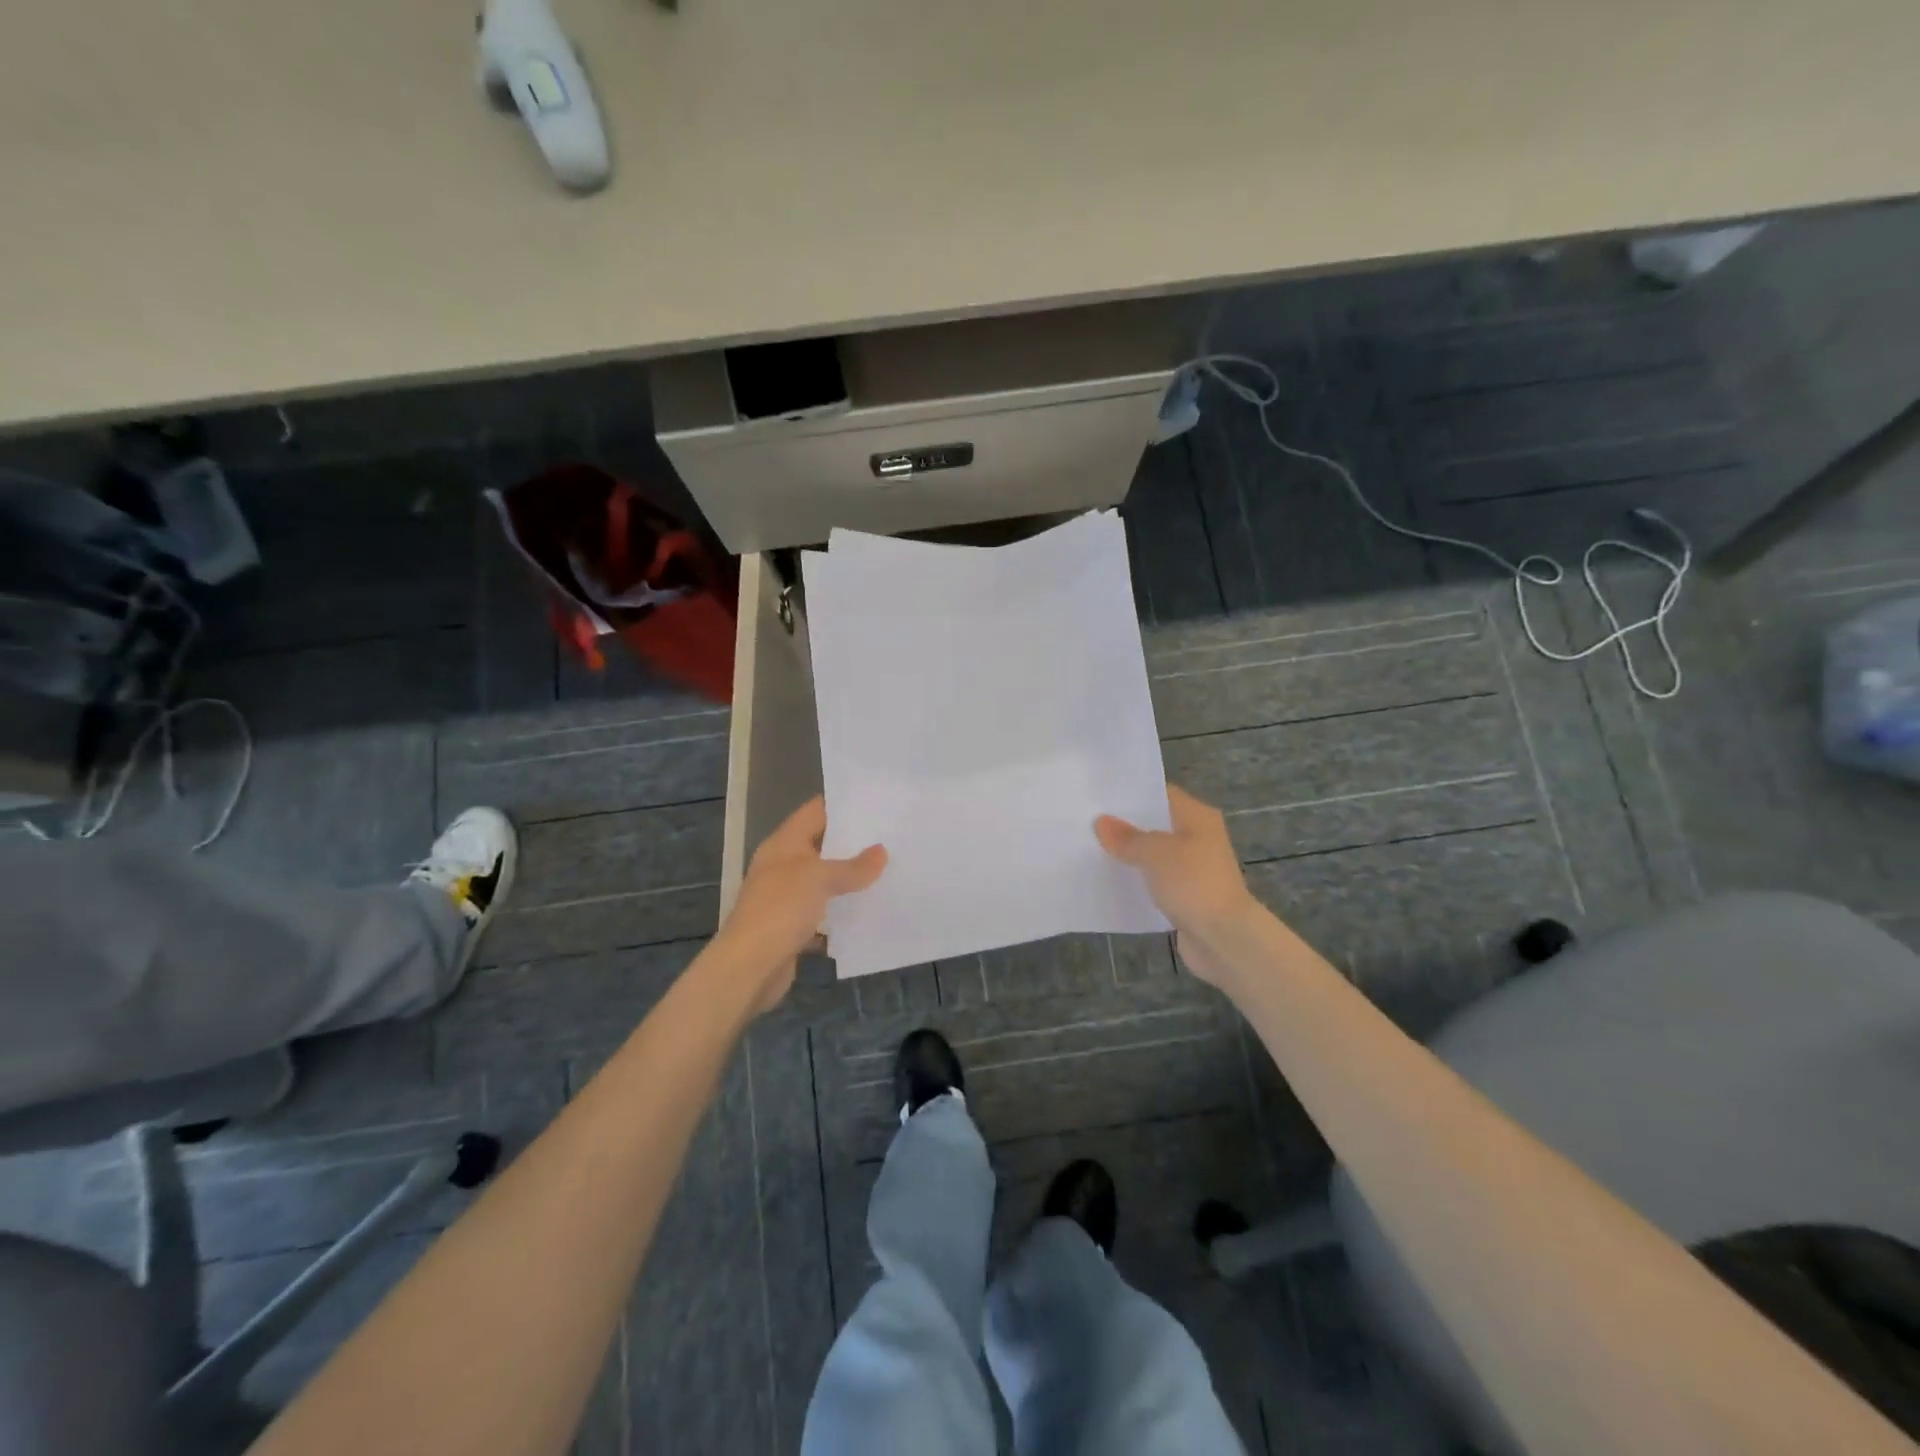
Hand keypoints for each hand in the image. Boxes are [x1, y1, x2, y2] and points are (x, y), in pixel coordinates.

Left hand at [714, 796, 885, 1013]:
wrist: (749, 968)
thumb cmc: (780, 909)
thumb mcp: (820, 879)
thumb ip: (853, 866)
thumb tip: (881, 852)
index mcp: (784, 844)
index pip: (815, 811)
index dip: (842, 804)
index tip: (876, 801)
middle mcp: (783, 866)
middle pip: (821, 846)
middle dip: (853, 843)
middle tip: (892, 836)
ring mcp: (786, 898)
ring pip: (824, 882)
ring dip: (850, 879)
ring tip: (889, 870)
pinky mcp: (792, 928)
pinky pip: (824, 914)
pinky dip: (842, 914)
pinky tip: (871, 912)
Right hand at [1095, 785, 1256, 988]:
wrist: (1224, 938)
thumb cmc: (1193, 883)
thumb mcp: (1154, 853)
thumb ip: (1127, 837)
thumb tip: (1101, 822)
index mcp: (1198, 817)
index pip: (1160, 794)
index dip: (1131, 794)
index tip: (1099, 796)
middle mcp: (1199, 838)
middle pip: (1157, 824)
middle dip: (1125, 825)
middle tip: (1088, 821)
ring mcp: (1194, 868)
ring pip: (1155, 855)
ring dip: (1130, 855)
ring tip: (1092, 848)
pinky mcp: (1187, 896)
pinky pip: (1156, 881)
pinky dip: (1138, 881)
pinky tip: (1111, 880)